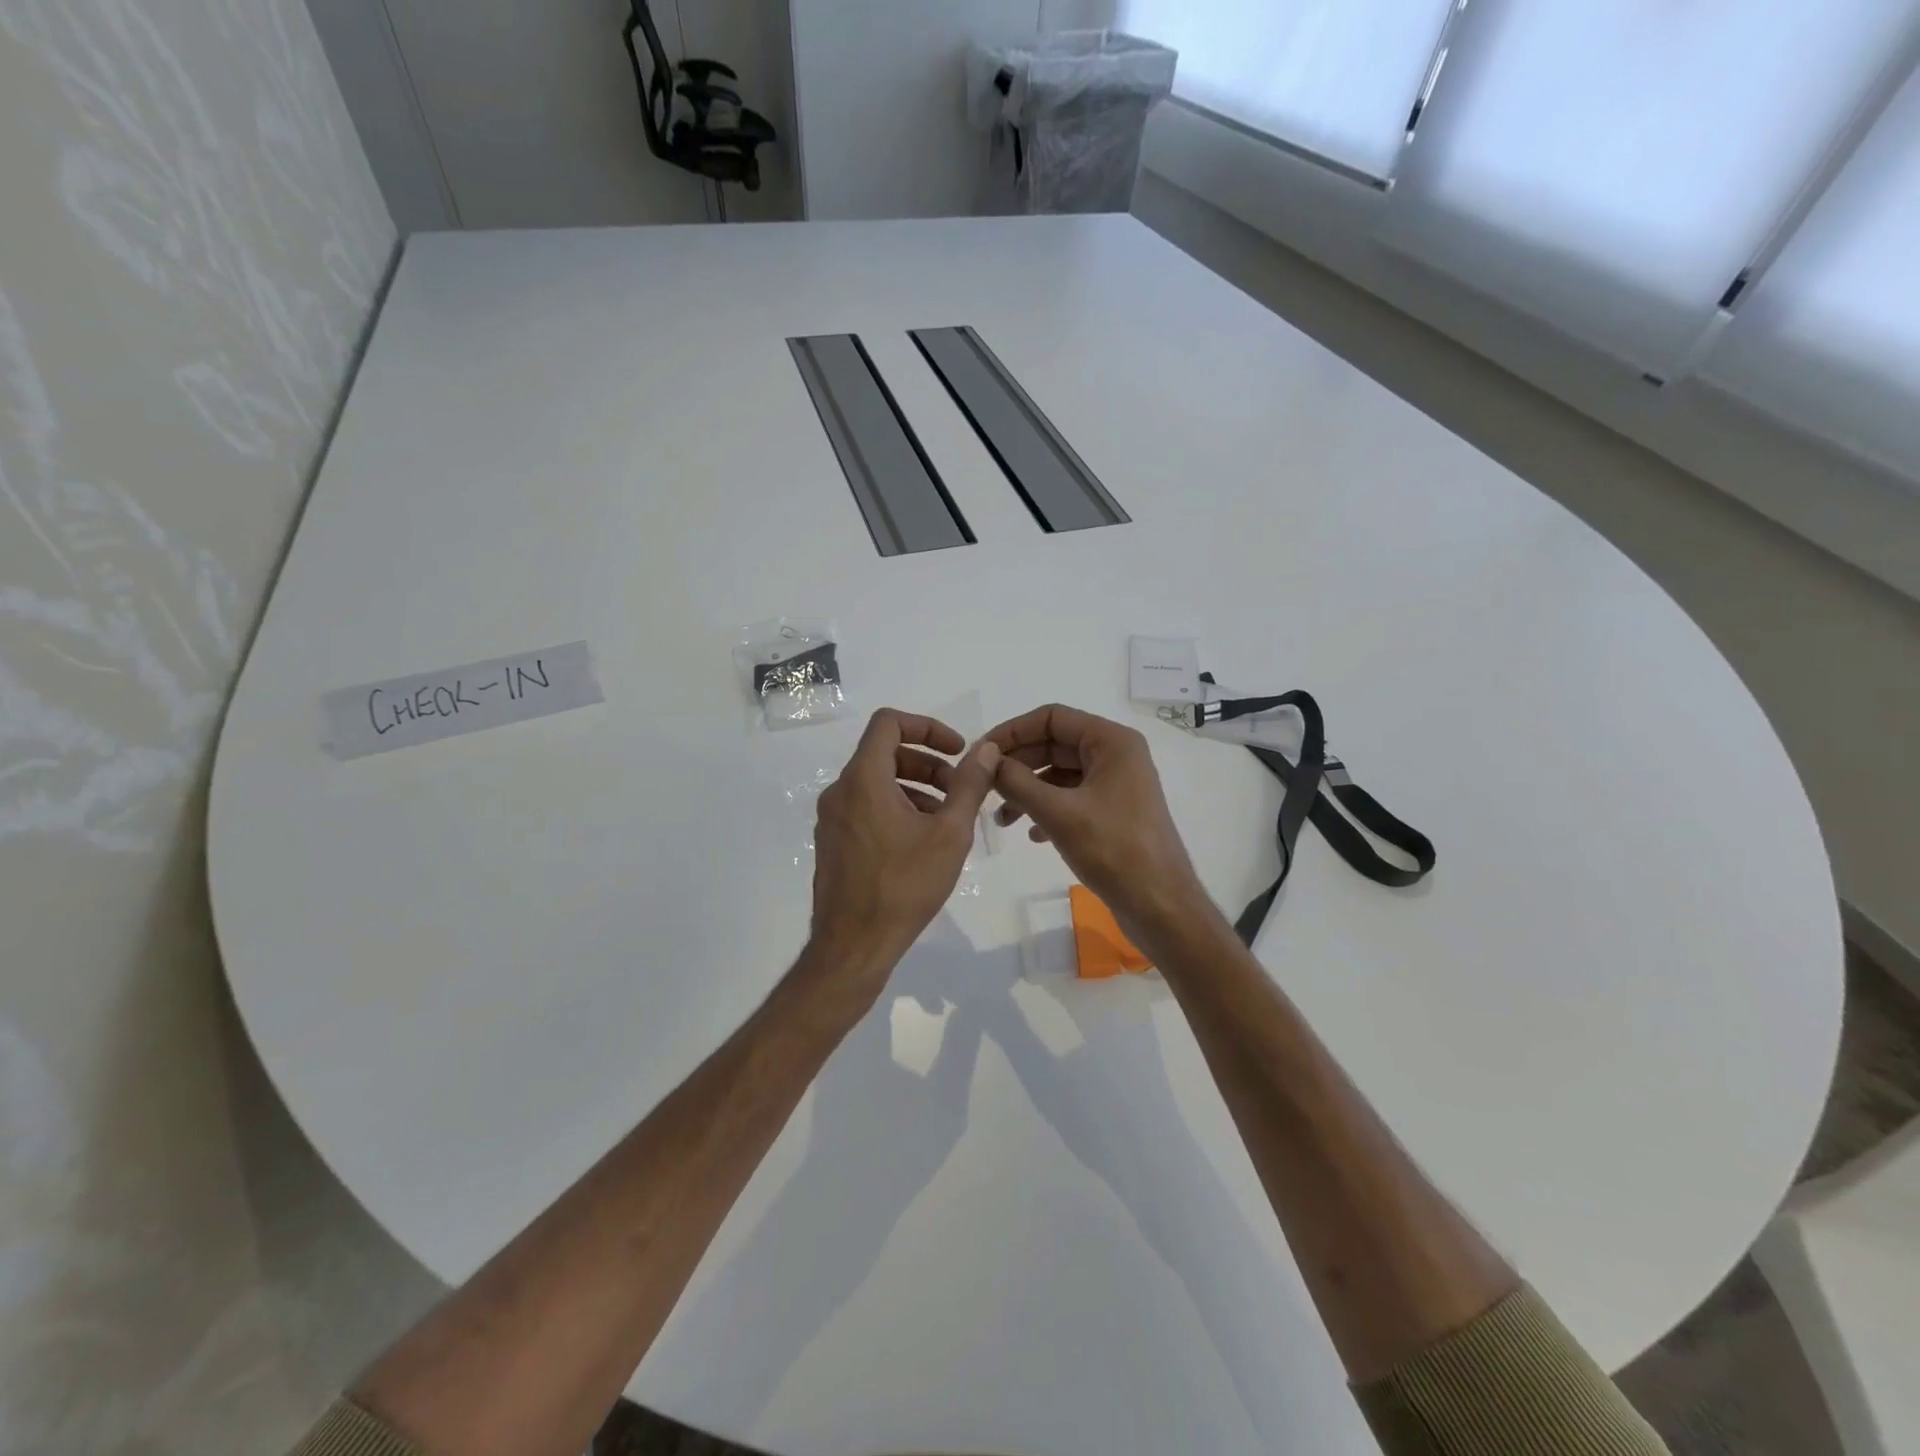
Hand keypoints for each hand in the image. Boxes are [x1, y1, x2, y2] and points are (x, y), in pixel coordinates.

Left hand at [805, 709, 999, 1003]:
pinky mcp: (833, 843)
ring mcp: (832, 819)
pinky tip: (921, 842)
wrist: (852, 946)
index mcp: (863, 779)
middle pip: (885, 754)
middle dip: (927, 763)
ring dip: (915, 788)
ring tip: (946, 818)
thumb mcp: (949, 833)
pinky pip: (866, 808)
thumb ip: (969, 785)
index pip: (889, 723)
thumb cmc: (904, 886)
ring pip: (876, 783)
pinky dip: (896, 808)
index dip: (927, 727)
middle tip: (959, 790)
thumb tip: (984, 749)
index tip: (957, 751)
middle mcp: (840, 791)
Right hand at [987, 703, 1215, 954]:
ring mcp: (1116, 785)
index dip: (1013, 731)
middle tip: (985, 786)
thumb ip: (1017, 782)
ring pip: (1060, 774)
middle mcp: (1116, 755)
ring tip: (1002, 819)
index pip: (1052, 717)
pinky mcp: (1113, 812)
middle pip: (1055, 744)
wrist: (1160, 906)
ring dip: (1028, 790)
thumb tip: (986, 759)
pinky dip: (1047, 809)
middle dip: (1018, 764)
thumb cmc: (1114, 850)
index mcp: (1112, 742)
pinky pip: (1071, 797)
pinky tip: (1031, 834)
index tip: (982, 753)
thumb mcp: (1058, 813)